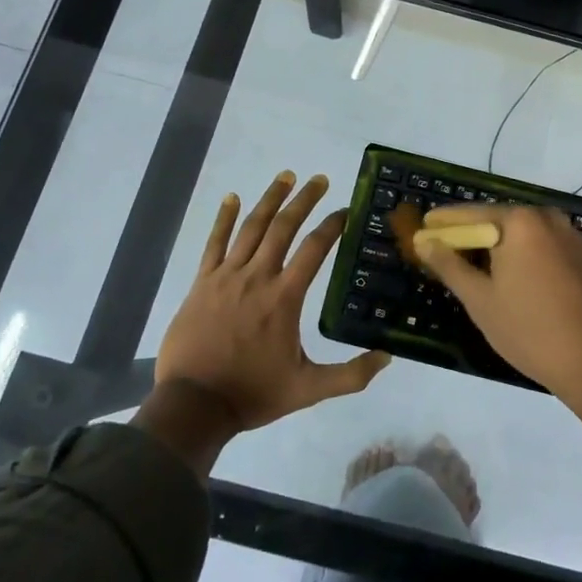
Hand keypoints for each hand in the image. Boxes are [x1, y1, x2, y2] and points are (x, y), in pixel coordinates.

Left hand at [154, 171, 389, 431]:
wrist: (193, 405)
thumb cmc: (252, 393)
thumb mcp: (308, 389)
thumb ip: (350, 375)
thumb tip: (388, 358)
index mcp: (284, 298)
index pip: (314, 249)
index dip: (333, 225)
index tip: (347, 209)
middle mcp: (257, 277)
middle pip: (283, 227)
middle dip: (304, 200)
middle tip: (319, 179)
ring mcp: (227, 276)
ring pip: (251, 227)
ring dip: (270, 199)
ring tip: (286, 176)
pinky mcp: (202, 282)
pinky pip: (214, 242)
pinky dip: (224, 218)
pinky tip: (232, 198)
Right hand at [412, 204, 581, 408]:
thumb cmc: (531, 330)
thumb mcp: (481, 300)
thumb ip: (450, 266)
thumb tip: (425, 242)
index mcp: (520, 221)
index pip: (469, 214)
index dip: (442, 224)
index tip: (421, 230)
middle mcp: (546, 217)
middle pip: (496, 220)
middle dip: (468, 236)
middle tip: (440, 253)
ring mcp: (569, 236)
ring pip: (520, 235)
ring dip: (494, 247)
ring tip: (468, 269)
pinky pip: (540, 247)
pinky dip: (518, 256)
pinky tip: (507, 279)